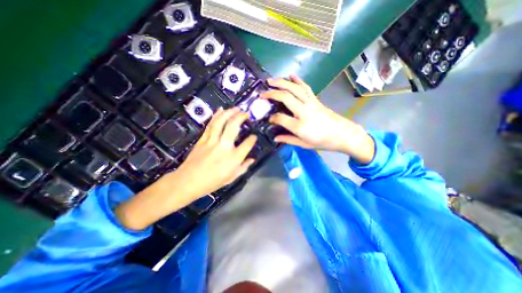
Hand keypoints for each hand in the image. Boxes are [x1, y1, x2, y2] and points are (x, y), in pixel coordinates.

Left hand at [116, 107, 257, 231]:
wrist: (188, 181)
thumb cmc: (212, 182)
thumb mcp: (231, 178)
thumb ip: (243, 167)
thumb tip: (252, 159)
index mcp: (233, 158)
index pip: (247, 144)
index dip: (252, 139)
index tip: (254, 136)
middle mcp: (224, 146)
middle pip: (234, 127)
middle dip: (241, 117)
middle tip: (246, 113)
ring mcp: (212, 141)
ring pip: (221, 122)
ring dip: (229, 113)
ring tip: (236, 108)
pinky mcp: (203, 139)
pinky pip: (210, 125)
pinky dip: (216, 116)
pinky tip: (221, 110)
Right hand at [263, 74, 372, 161]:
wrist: (342, 134)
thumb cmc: (322, 141)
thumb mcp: (304, 145)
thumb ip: (288, 140)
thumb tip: (275, 138)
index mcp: (300, 126)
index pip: (280, 118)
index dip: (272, 118)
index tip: (269, 119)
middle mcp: (304, 112)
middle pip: (286, 97)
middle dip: (272, 94)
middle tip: (262, 93)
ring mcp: (310, 103)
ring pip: (294, 89)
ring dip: (281, 83)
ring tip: (271, 81)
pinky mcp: (315, 99)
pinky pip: (305, 87)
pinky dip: (297, 80)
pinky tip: (291, 75)